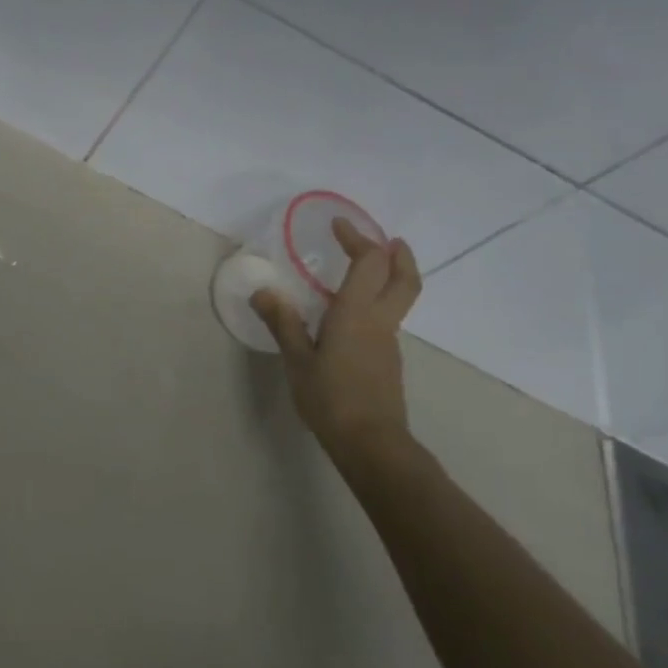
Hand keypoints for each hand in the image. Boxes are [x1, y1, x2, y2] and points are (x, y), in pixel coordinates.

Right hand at [250, 218, 422, 478]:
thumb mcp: (297, 360)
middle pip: (404, 278)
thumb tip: (263, 291)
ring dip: (388, 278)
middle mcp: (380, 321)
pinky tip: (350, 317)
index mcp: (356, 314)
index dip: (357, 238)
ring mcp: (388, 342)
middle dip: (398, 254)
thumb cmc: (330, 398)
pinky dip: (376, 304)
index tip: (339, 225)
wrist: (370, 442)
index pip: (369, 262)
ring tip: (361, 274)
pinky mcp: (387, 361)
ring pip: (398, 299)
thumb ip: (283, 322)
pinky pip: (386, 319)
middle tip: (386, 239)